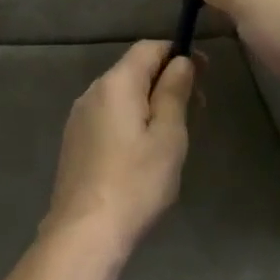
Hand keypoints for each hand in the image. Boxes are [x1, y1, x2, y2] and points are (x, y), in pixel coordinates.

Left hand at [44, 41, 195, 267]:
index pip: (149, 48)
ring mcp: (79, 117)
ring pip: (121, 95)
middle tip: (198, 108)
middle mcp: (92, 92)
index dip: (178, 53)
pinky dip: (131, 120)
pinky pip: (108, 116)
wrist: (85, 231)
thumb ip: (174, 92)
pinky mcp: (75, 141)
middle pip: (133, 70)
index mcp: (116, 84)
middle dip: (166, 80)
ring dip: (150, 102)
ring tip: (174, 133)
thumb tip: (180, 61)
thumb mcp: (168, 136)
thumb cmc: (136, 182)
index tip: (205, 73)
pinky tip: (144, 151)